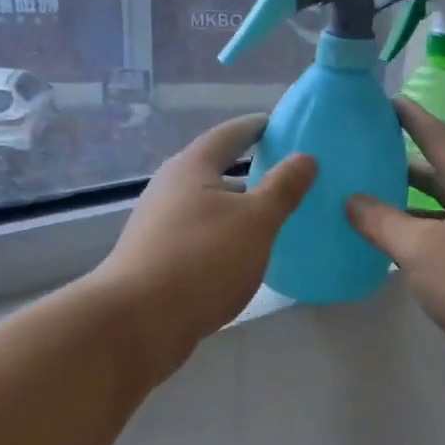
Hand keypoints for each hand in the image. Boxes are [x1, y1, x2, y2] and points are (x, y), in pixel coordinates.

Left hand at [95, 115, 316, 373]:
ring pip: (206, 207)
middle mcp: (169, 189)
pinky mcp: (156, 259)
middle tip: (283, 174)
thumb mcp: (256, 222)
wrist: (138, 322)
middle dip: (247, 171)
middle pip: (212, 170)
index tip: (275, 122)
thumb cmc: (202, 259)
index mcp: (191, 168)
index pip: (227, 135)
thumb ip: (283, 189)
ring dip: (235, 209)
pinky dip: (223, 237)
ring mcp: (158, 226)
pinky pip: (199, 236)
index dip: (253, 127)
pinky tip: (242, 256)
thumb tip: (306, 157)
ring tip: (270, 217)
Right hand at [346, 99, 444, 403]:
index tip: (384, 102)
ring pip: (443, 211)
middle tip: (363, 157)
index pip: (437, 137)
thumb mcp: (421, 249)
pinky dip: (423, 240)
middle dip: (402, 166)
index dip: (410, 119)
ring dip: (409, 208)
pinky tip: (397, 251)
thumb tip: (352, 200)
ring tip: (368, 204)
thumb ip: (382, 222)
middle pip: (440, 174)